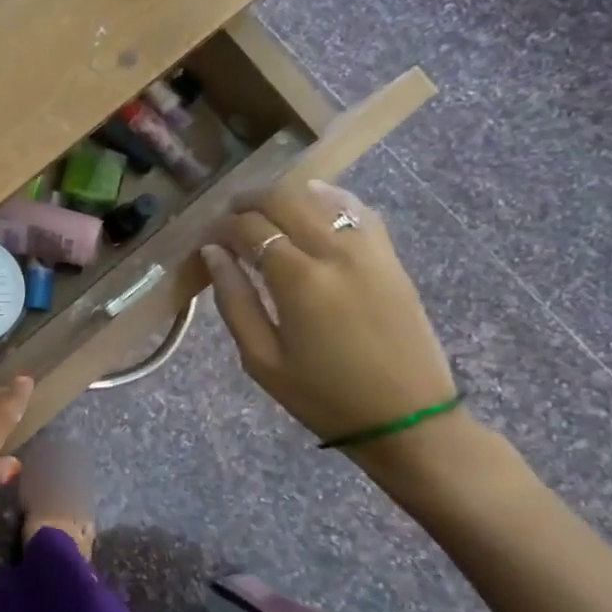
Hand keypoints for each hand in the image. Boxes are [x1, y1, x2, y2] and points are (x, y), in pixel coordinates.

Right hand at [201, 180, 456, 448]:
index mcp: (299, 280)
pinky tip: (312, 203)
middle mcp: (335, 252)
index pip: (251, 229)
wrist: (406, 417)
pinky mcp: (390, 257)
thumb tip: (213, 254)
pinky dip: (330, 198)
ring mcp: (369, 250)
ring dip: (285, 195)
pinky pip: (358, 210)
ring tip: (262, 209)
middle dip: (248, 201)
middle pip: (285, 200)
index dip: (221, 228)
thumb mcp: (262, 359)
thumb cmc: (322, 396)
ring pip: (322, 196)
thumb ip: (234, 301)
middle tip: (226, 216)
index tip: (205, 240)